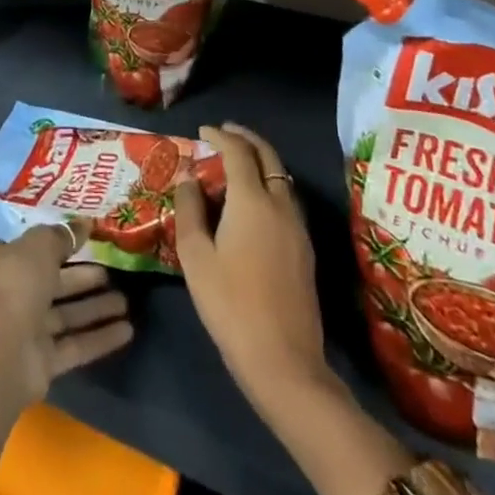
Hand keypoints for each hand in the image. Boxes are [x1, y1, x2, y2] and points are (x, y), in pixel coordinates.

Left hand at [0, 218, 132, 405]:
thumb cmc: (14, 284)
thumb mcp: (39, 246)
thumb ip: (62, 235)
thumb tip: (84, 223)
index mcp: (1, 259)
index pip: (29, 246)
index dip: (54, 240)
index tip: (82, 237)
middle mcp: (12, 292)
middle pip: (53, 281)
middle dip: (83, 277)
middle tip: (113, 270)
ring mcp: (27, 329)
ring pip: (66, 314)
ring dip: (95, 307)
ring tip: (126, 301)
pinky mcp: (42, 361)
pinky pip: (75, 345)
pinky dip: (99, 337)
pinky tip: (127, 331)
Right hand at [174, 123, 325, 406]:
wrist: (284, 362)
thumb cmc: (230, 305)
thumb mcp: (195, 257)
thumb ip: (190, 209)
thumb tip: (190, 178)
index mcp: (252, 201)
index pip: (238, 152)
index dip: (219, 136)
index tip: (202, 132)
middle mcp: (280, 205)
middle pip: (268, 156)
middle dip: (245, 138)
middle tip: (224, 132)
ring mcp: (298, 228)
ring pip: (281, 177)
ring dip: (259, 161)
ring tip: (234, 164)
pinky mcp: (305, 249)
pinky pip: (286, 199)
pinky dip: (268, 184)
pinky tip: (251, 201)